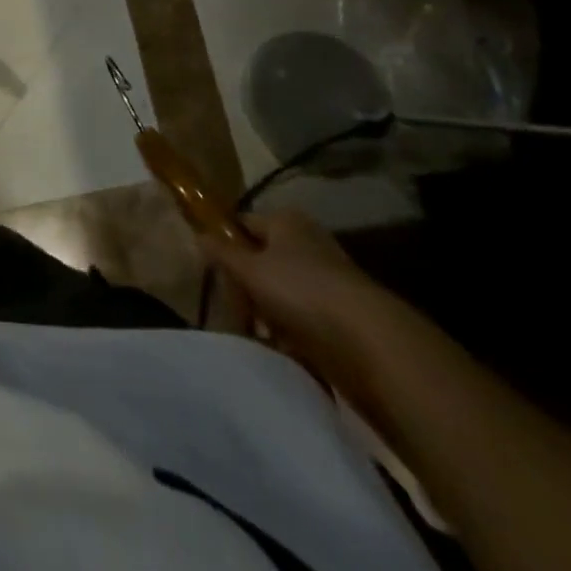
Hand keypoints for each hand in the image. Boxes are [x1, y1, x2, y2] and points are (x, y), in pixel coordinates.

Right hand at [199, 209, 398, 386]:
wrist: (372, 346)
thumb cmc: (302, 291)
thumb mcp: (249, 269)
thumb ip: (221, 253)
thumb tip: (198, 235)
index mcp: (287, 221)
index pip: (243, 224)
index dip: (225, 243)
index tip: (210, 270)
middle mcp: (308, 244)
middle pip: (261, 260)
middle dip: (245, 286)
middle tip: (234, 309)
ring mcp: (328, 281)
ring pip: (281, 293)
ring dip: (266, 313)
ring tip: (255, 334)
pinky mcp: (343, 317)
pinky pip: (303, 320)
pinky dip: (290, 333)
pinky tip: (280, 349)